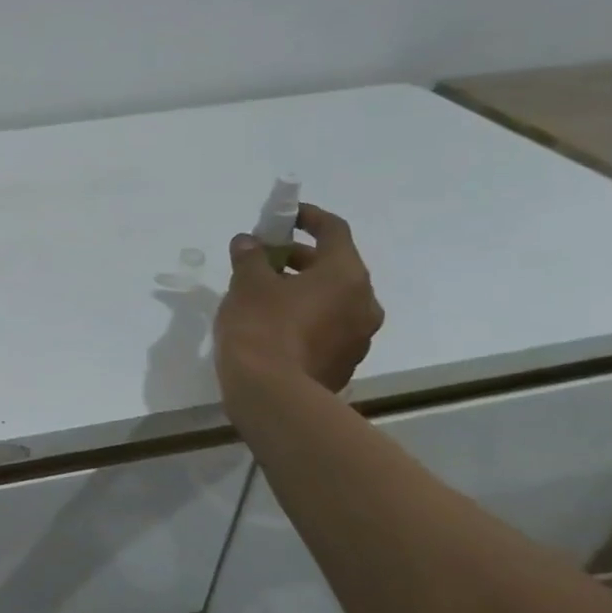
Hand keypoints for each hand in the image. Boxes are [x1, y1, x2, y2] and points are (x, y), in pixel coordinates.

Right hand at [213, 203, 384, 404]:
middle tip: (263, 259)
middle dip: (298, 258)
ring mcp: (359, 336)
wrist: (273, 396)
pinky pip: (328, 327)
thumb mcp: (247, 284)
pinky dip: (305, 316)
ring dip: (302, 289)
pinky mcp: (344, 362)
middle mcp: (364, 302)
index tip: (284, 217)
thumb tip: (248, 242)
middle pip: (334, 266)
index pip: (334, 230)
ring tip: (263, 294)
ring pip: (332, 299)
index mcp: (346, 275)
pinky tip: (273, 325)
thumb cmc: (262, 328)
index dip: (308, 217)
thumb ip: (250, 256)